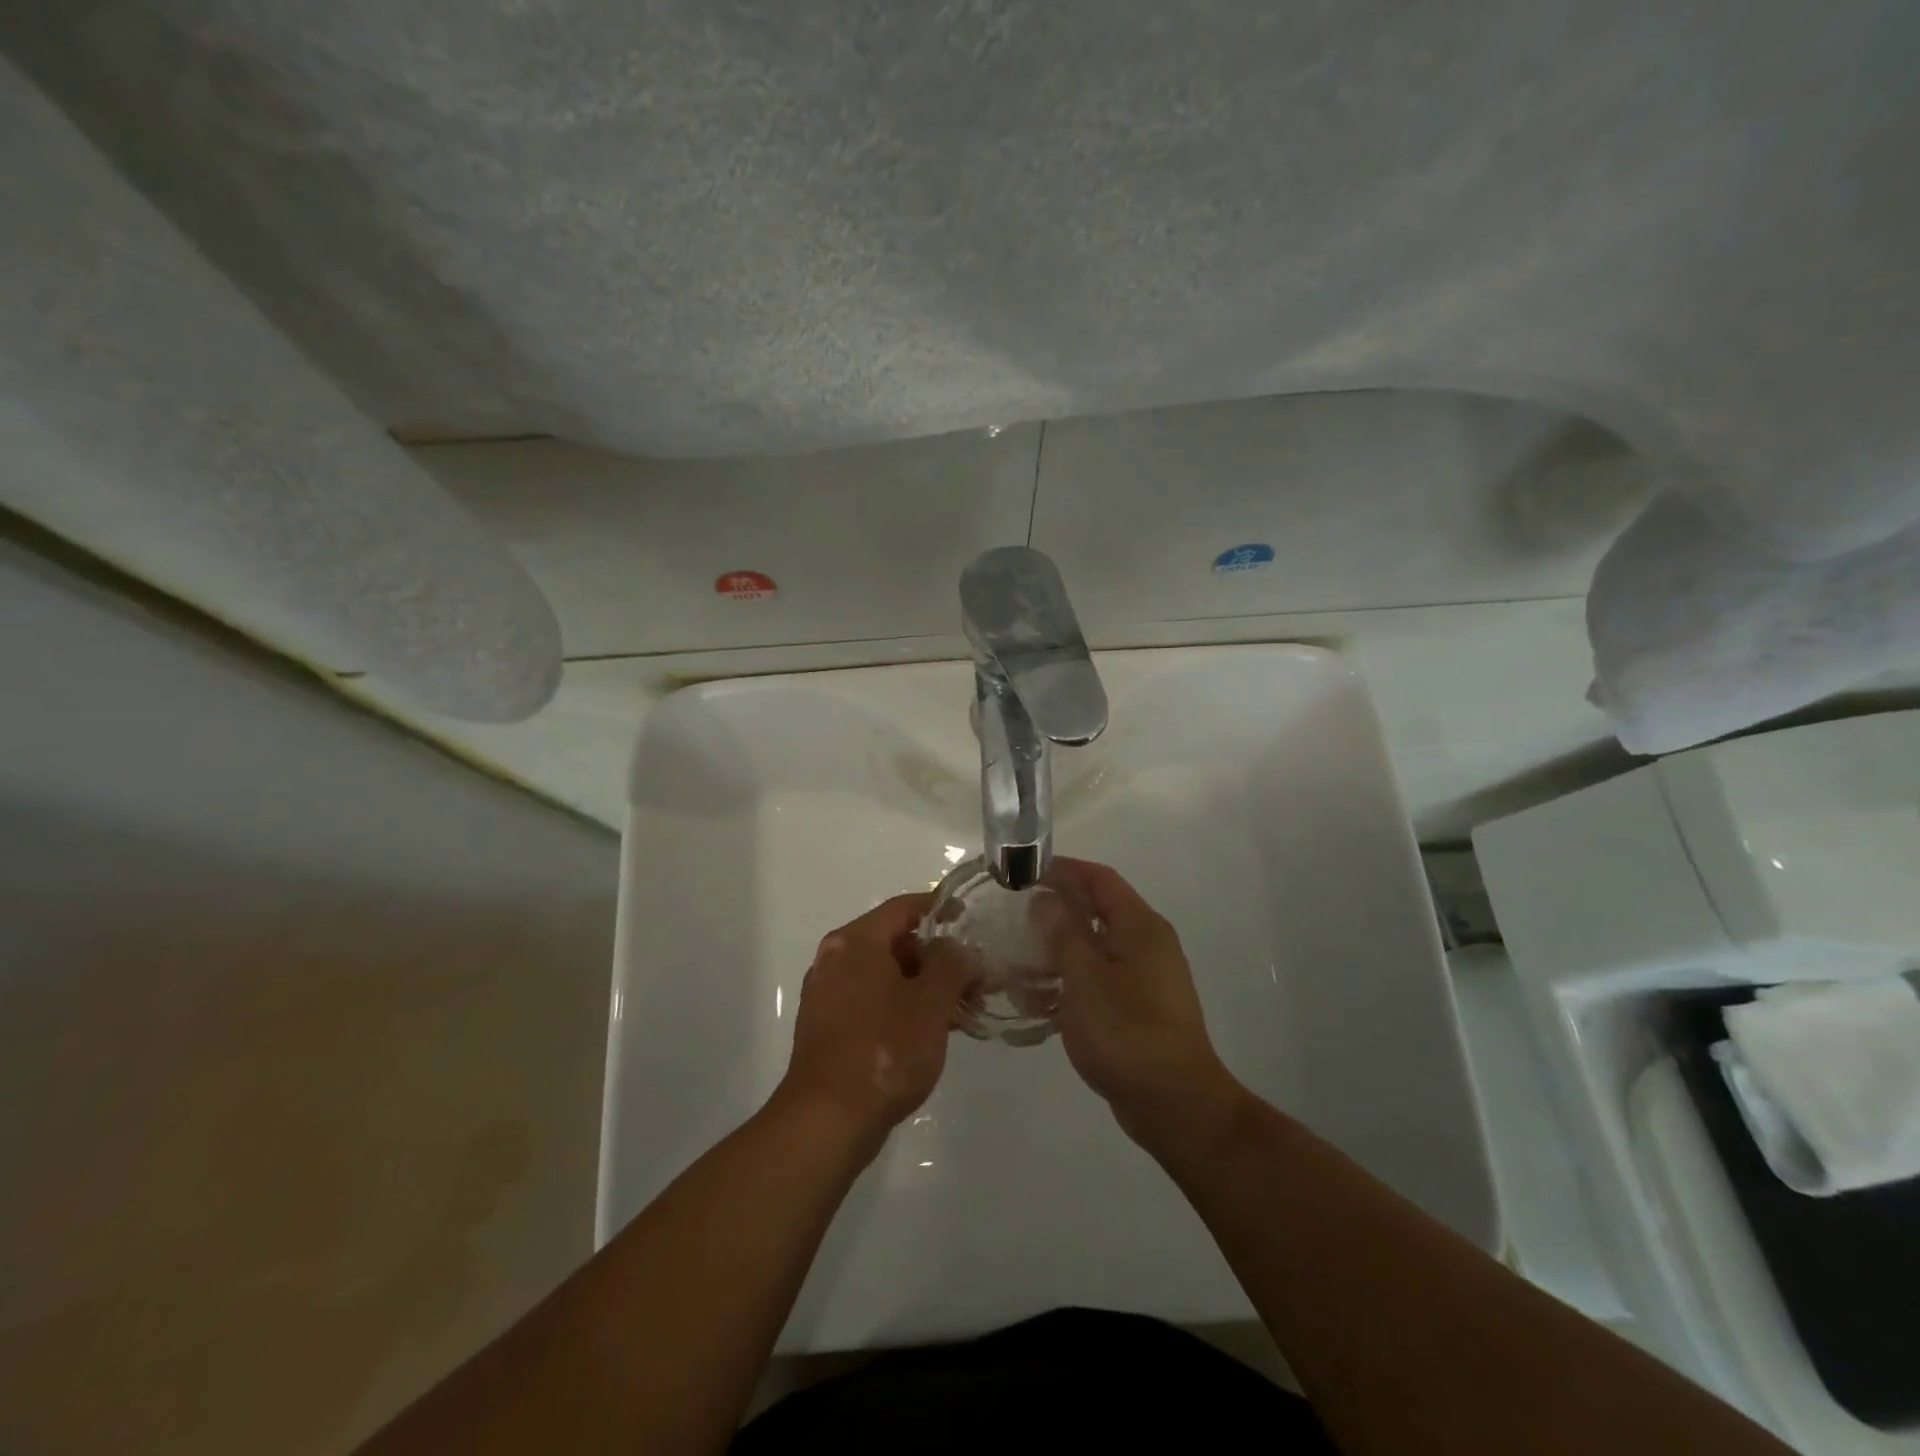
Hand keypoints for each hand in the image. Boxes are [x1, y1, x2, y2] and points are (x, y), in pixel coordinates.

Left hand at [774, 893, 976, 1151]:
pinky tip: (929, 1034)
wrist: (827, 1120)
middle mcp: (835, 958)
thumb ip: (953, 964)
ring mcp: (827, 994)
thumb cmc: (883, 1050)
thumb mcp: (931, 1002)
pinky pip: (871, 1001)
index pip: (904, 907)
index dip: (940, 909)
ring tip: (959, 1014)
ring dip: (923, 987)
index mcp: (855, 941)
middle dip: (938, 959)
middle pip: (895, 942)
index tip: (970, 920)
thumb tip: (959, 950)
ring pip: (885, 975)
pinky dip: (901, 1007)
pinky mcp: (827, 1027)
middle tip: (973, 984)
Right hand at [1040, 858, 1249, 1150]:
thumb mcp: (1085, 978)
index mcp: (1140, 926)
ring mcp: (1147, 977)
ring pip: (1096, 948)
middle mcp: (1148, 943)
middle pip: (1098, 911)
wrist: (1176, 1104)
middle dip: (1057, 910)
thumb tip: (1045, 899)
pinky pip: (1100, 980)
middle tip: (1015, 915)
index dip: (1064, 868)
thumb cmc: (1127, 1032)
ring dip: (1059, 950)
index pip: (1100, 878)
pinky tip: (1040, 1001)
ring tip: (1019, 959)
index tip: (1025, 870)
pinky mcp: (1140, 1007)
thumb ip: (1063, 933)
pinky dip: (1072, 981)